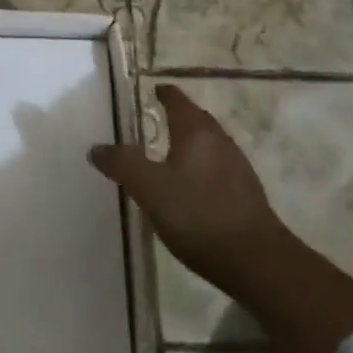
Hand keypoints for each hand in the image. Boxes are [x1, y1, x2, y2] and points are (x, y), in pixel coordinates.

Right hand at [90, 84, 286, 298]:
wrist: (256, 261)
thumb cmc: (198, 214)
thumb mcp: (149, 188)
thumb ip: (122, 164)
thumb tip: (96, 148)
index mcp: (196, 132)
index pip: (178, 101)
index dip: (164, 94)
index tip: (153, 91)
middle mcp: (221, 142)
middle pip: (198, 120)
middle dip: (179, 117)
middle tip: (157, 121)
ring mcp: (239, 169)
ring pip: (211, 146)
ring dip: (192, 145)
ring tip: (171, 155)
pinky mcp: (247, 196)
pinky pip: (219, 170)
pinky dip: (203, 169)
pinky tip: (193, 189)